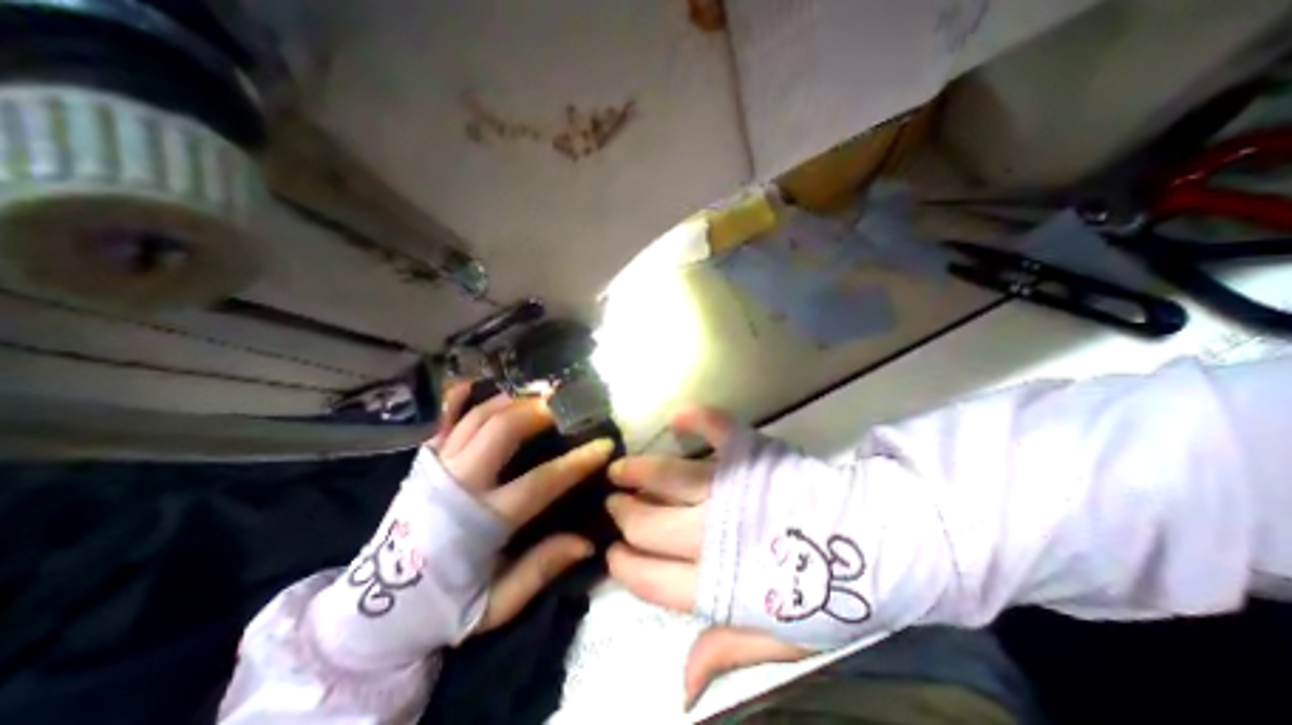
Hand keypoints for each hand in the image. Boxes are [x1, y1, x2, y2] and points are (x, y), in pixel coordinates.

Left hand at [434, 380, 613, 632]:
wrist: (373, 611)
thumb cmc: (443, 608)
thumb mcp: (496, 605)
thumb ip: (540, 570)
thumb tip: (587, 541)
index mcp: (480, 523)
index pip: (541, 482)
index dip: (577, 462)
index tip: (603, 445)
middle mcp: (458, 485)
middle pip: (503, 431)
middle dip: (538, 412)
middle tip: (564, 406)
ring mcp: (437, 468)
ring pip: (478, 418)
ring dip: (511, 401)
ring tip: (537, 396)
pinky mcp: (423, 463)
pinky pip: (442, 421)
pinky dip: (458, 399)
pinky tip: (476, 385)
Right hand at [603, 408, 804, 706]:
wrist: (877, 544)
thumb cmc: (827, 595)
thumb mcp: (780, 639)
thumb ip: (727, 650)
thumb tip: (681, 688)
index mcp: (719, 585)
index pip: (649, 577)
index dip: (624, 565)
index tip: (614, 554)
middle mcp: (714, 533)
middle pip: (648, 523)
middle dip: (623, 514)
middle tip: (614, 505)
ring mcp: (731, 488)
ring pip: (668, 477)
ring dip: (637, 471)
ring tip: (619, 469)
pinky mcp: (750, 454)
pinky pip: (718, 430)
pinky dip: (697, 420)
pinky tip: (679, 418)